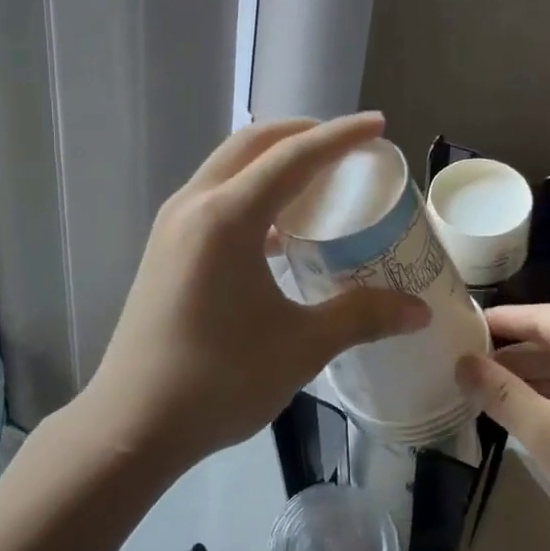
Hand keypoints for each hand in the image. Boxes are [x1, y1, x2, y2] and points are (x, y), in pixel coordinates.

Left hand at [79, 114, 430, 469]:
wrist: (131, 425)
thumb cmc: (218, 381)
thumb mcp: (300, 347)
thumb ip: (361, 317)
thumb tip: (418, 310)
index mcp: (227, 218)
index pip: (294, 157)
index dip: (340, 137)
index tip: (377, 125)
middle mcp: (194, 207)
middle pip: (252, 146)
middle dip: (301, 135)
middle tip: (347, 147)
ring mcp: (172, 228)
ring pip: (228, 170)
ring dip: (272, 163)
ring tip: (317, 183)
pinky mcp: (164, 252)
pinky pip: (214, 200)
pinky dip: (251, 196)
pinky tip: (278, 234)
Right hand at [455, 305, 549, 550]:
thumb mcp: (546, 430)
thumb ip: (500, 392)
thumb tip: (461, 363)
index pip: (542, 316)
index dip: (500, 322)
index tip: (461, 327)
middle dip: (512, 355)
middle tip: (465, 363)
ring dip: (531, 379)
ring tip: (485, 389)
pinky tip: (526, 413)